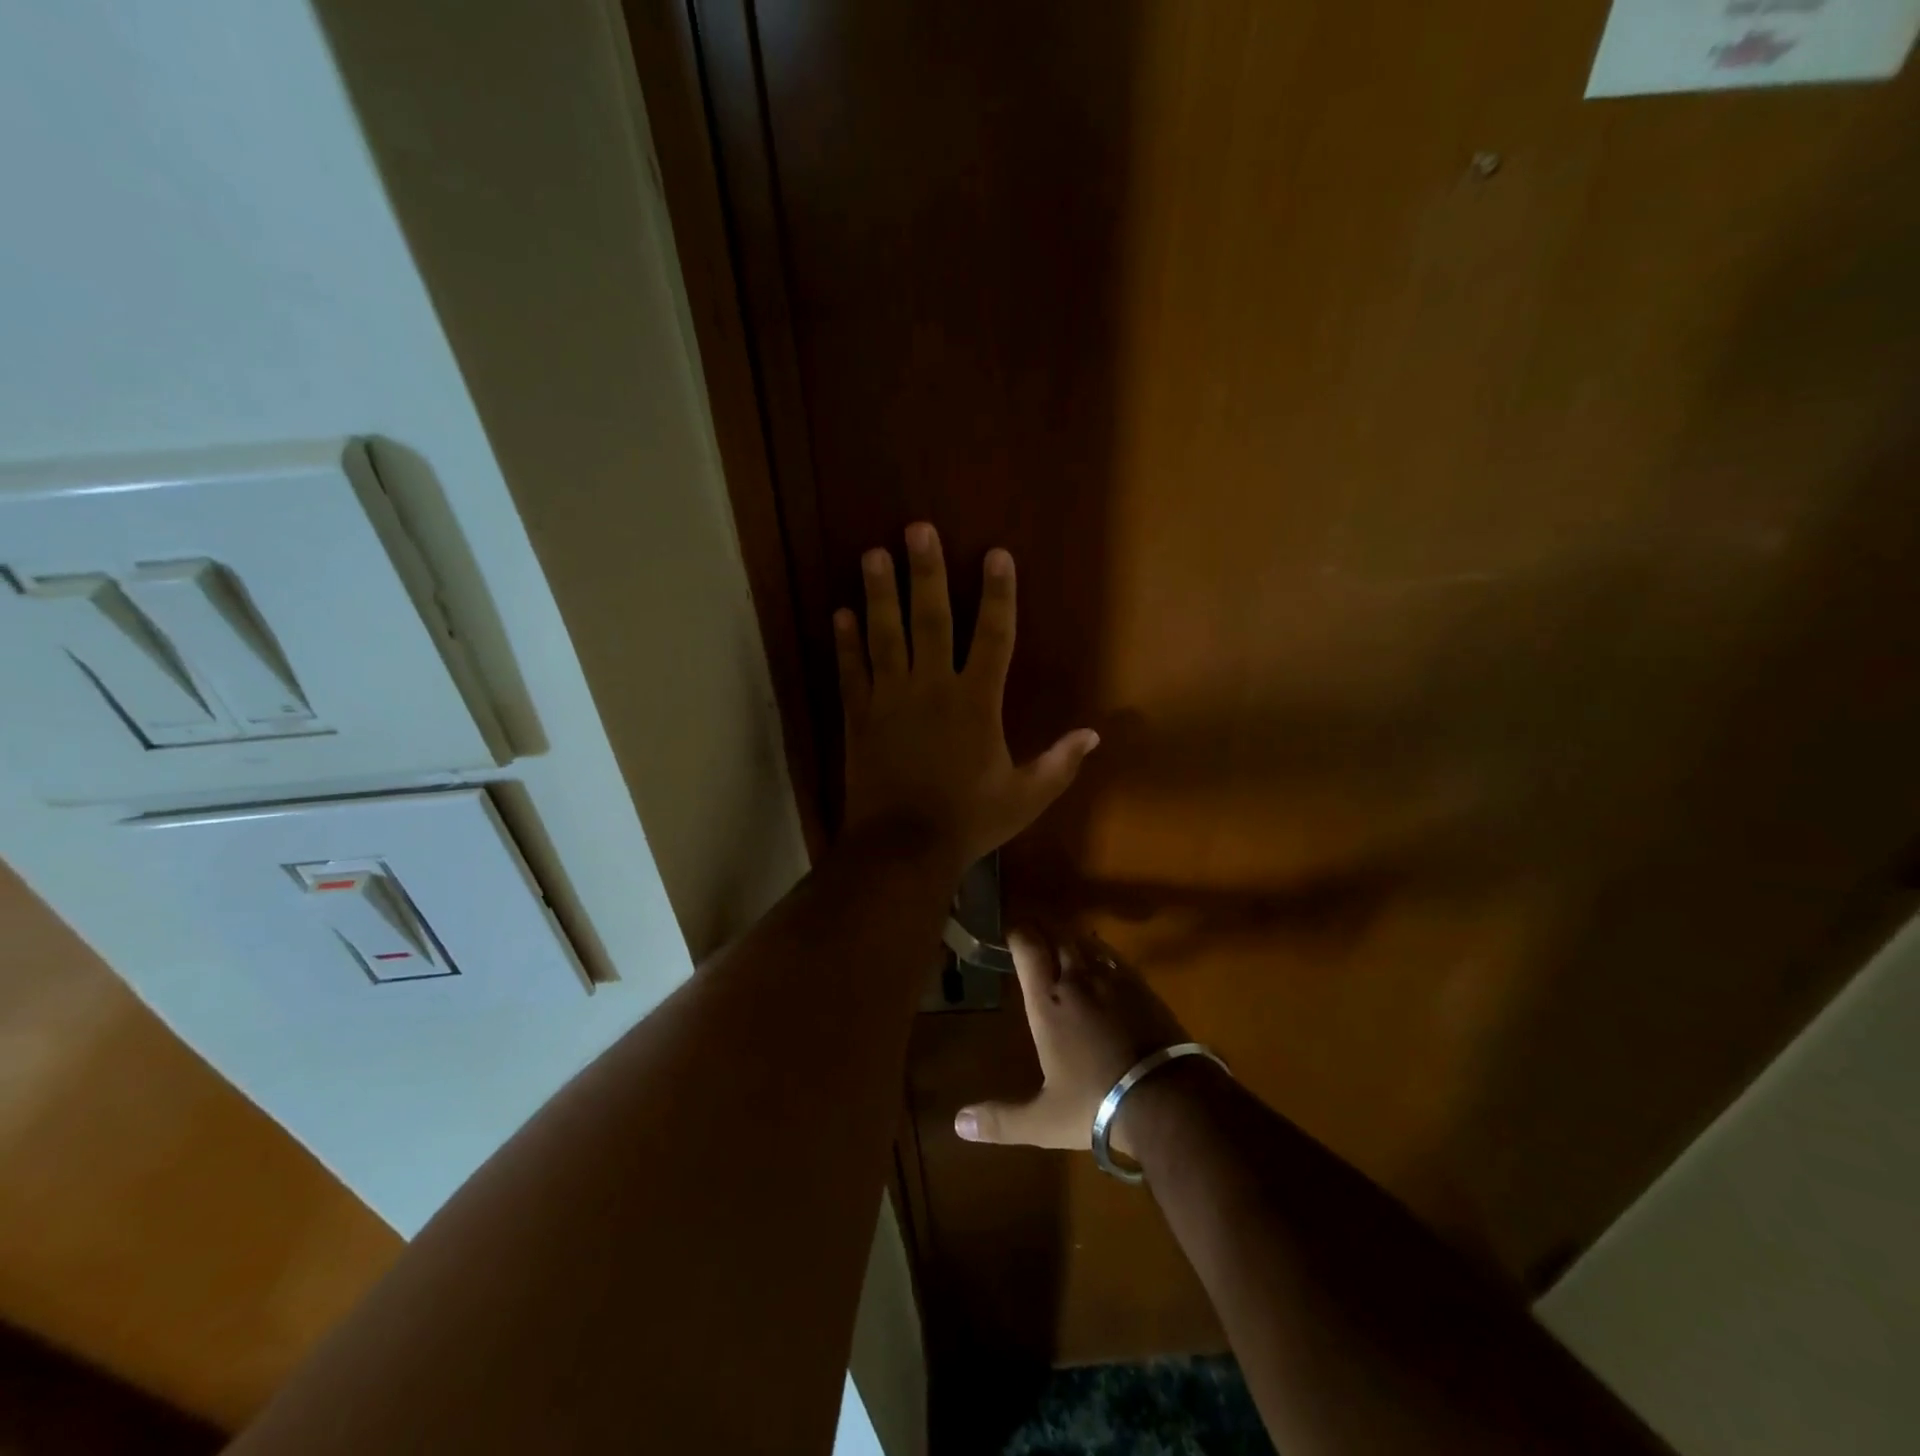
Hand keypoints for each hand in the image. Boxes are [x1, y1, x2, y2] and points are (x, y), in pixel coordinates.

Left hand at [836, 524, 1098, 869]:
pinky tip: (840, 612)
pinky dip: (845, 642)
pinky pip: (851, 671)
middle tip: (917, 528)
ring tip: (873, 553)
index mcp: (977, 703)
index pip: (994, 636)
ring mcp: (890, 699)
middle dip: (927, 572)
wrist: (902, 849)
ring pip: (884, 635)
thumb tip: (1095, 735)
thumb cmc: (968, 821)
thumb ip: (1059, 763)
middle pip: (931, 619)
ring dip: (879, 593)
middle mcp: (932, 688)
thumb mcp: (1025, 797)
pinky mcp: (859, 716)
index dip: (998, 593)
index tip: (996, 554)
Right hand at [954, 930, 1190, 1158]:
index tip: (1009, 931)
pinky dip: (1101, 953)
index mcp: (1048, 1002)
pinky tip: (1101, 964)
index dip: (1018, 933)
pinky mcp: (1142, 987)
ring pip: (1087, 943)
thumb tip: (958, 1124)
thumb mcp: (1044, 1120)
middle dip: (1042, 930)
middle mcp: (1077, 980)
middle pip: (1057, 936)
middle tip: (1032, 934)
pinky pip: (1114, 957)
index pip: (1028, 948)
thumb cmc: (1097, 1104)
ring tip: (1063, 944)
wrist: (1168, 1098)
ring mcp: (1113, 980)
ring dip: (1071, 939)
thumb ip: (1001, 1119)